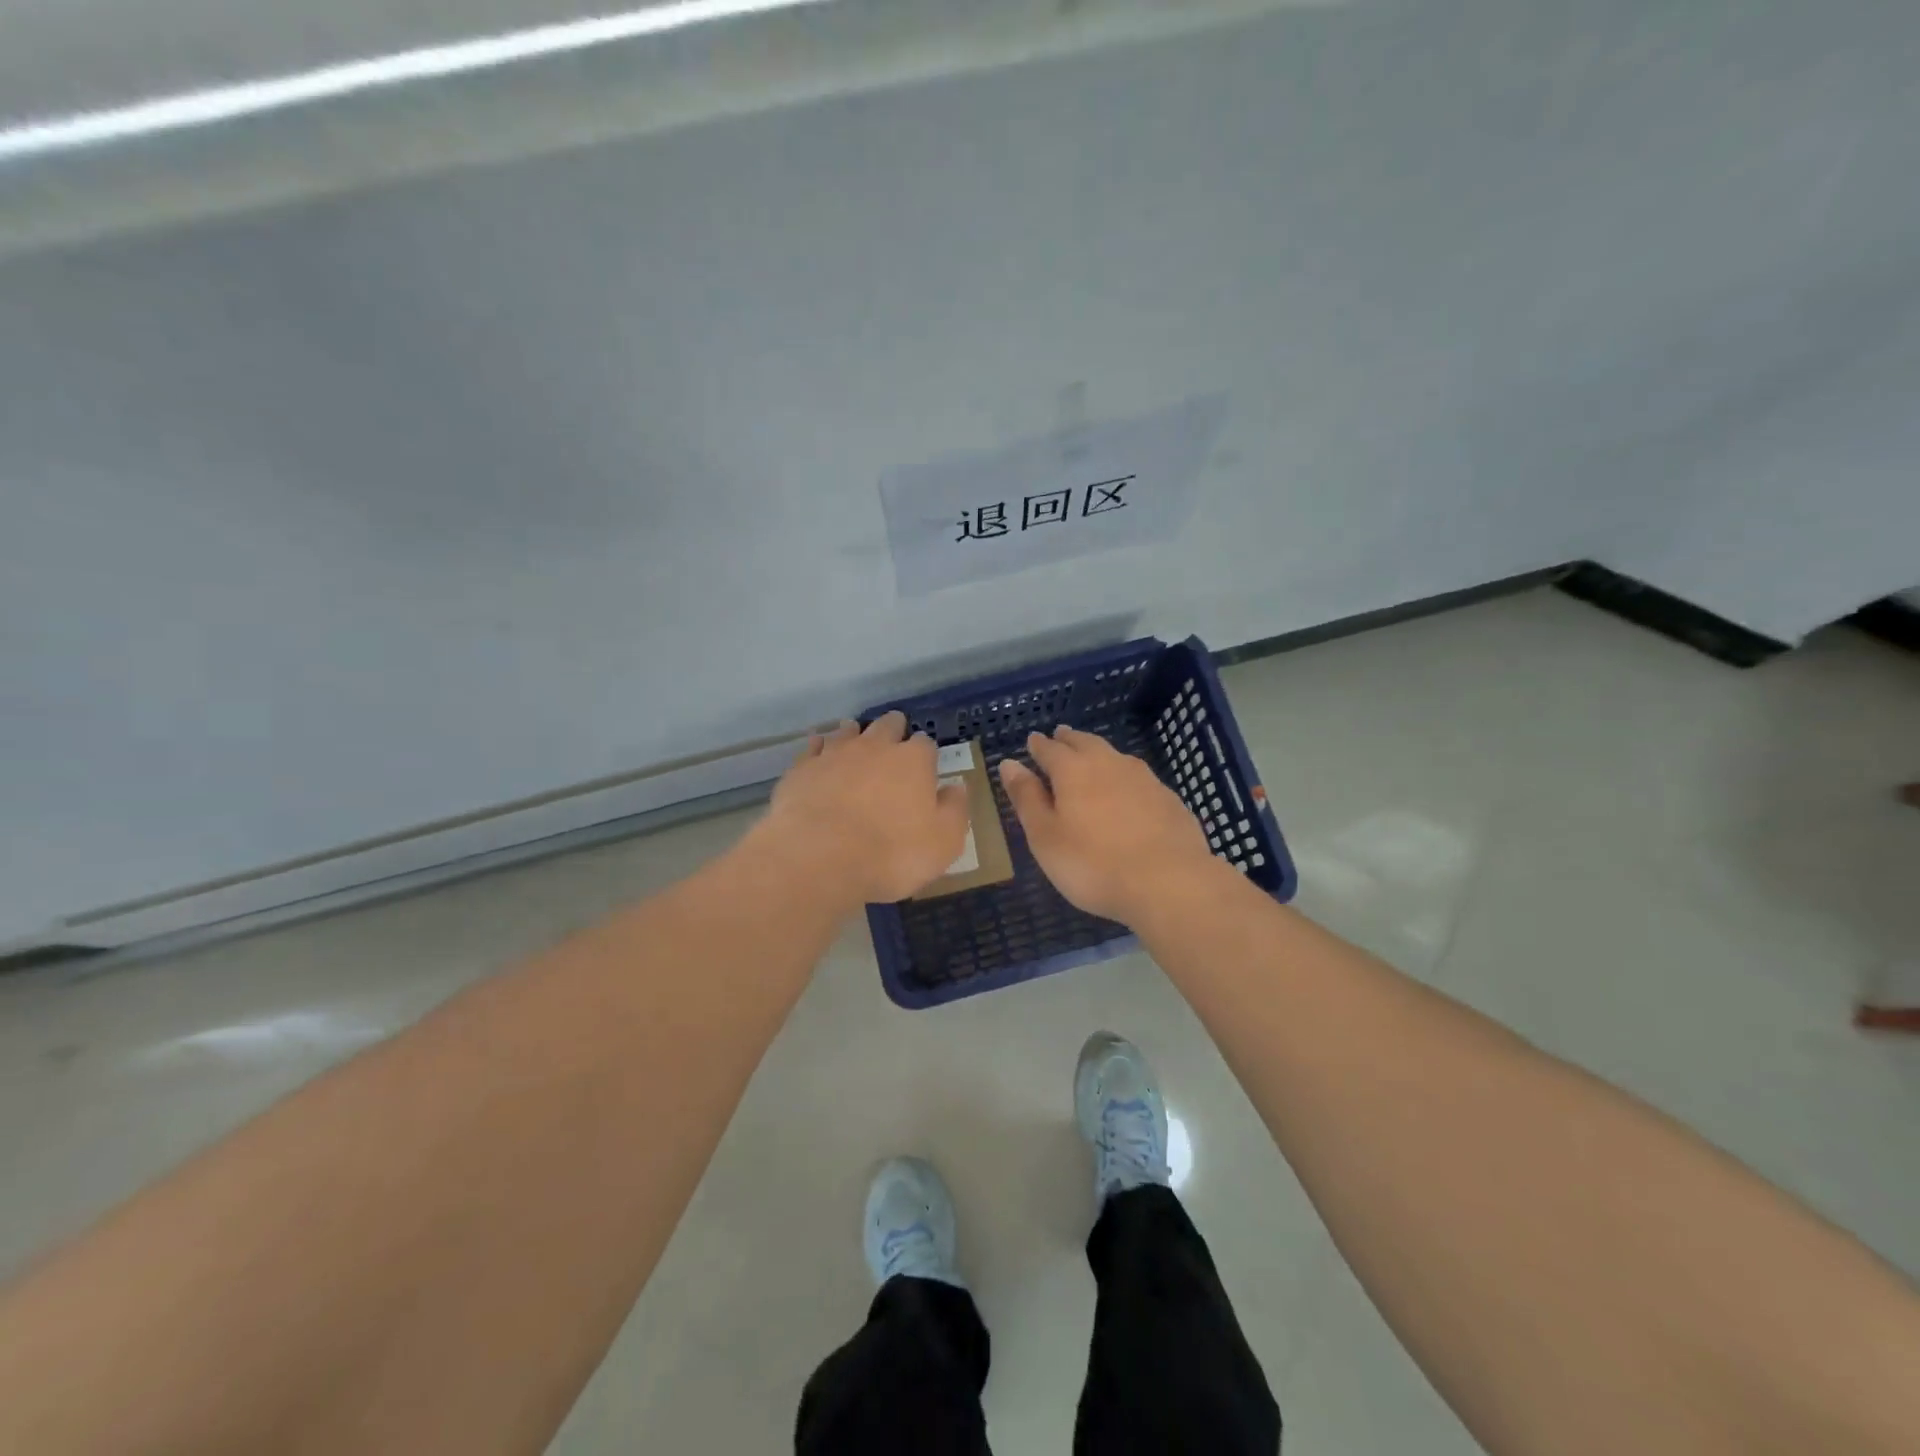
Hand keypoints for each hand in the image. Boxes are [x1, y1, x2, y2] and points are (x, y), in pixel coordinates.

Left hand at [755, 712, 970, 905]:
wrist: (819, 857)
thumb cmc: (892, 853)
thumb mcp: (943, 843)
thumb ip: (954, 811)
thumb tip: (957, 788)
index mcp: (913, 761)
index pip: (926, 744)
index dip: (926, 754)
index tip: (925, 766)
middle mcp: (875, 747)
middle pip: (887, 726)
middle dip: (893, 730)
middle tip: (893, 740)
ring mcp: (835, 754)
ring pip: (848, 731)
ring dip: (855, 733)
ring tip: (855, 739)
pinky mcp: (802, 768)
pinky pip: (813, 747)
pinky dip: (818, 747)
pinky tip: (817, 751)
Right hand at [999, 726, 1217, 922]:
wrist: (1169, 882)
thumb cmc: (1093, 864)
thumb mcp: (1045, 836)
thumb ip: (1027, 798)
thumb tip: (1009, 764)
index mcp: (1073, 770)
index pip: (1049, 749)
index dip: (1038, 746)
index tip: (1032, 742)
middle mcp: (1108, 764)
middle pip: (1084, 743)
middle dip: (1068, 740)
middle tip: (1059, 736)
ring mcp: (1144, 778)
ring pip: (1114, 756)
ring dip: (1098, 752)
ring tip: (1091, 756)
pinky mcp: (1168, 798)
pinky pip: (1138, 777)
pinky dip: (1124, 776)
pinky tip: (1127, 790)